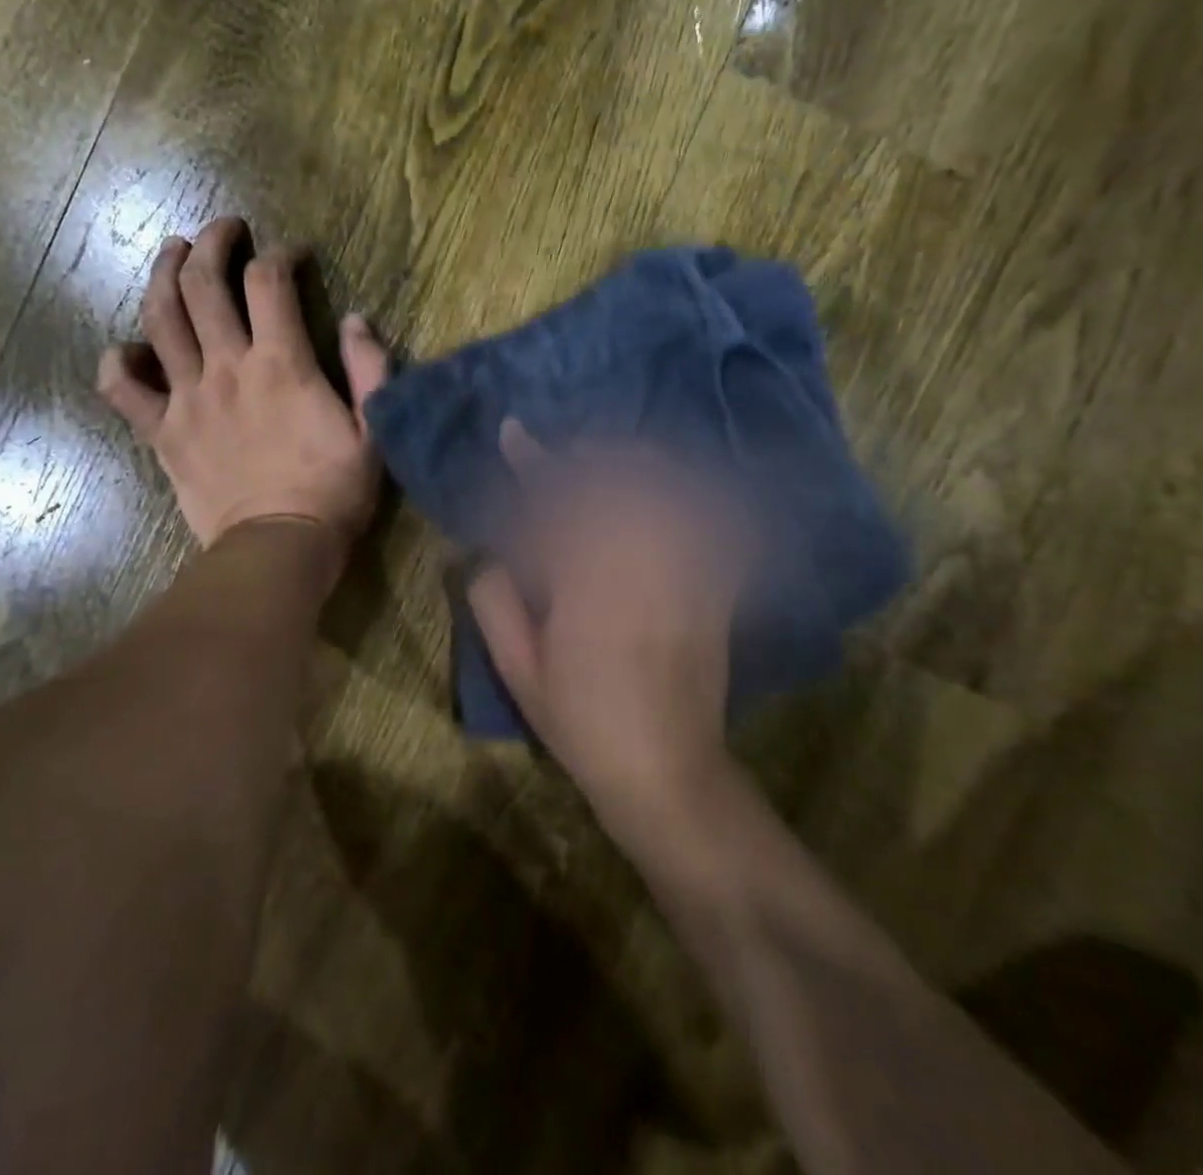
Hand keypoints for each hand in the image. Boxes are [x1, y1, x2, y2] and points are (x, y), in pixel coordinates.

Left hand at [97, 218, 390, 567]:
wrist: (277, 548)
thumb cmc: (332, 492)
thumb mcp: (373, 430)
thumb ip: (369, 370)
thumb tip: (355, 320)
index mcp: (280, 364)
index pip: (269, 282)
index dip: (279, 256)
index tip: (291, 255)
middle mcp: (226, 368)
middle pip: (204, 284)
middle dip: (211, 243)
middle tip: (223, 230)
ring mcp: (187, 399)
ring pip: (159, 319)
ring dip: (162, 275)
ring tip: (171, 253)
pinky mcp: (162, 433)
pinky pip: (123, 391)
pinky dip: (116, 364)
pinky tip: (124, 351)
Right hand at [467, 422, 742, 831]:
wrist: (665, 769)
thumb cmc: (582, 721)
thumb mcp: (519, 670)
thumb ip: (494, 602)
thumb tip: (489, 553)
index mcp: (585, 585)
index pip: (555, 503)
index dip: (532, 463)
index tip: (514, 433)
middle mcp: (639, 567)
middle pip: (617, 484)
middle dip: (587, 455)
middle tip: (565, 449)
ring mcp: (684, 575)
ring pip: (665, 494)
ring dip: (638, 465)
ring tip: (613, 457)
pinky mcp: (714, 589)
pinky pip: (713, 525)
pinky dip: (697, 495)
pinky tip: (679, 485)